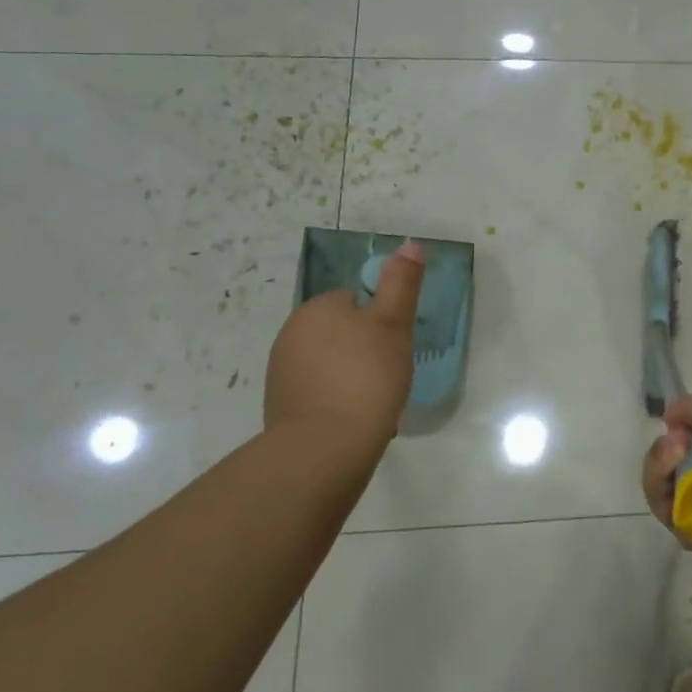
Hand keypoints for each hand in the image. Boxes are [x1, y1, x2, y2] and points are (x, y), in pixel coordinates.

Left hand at [264, 240, 423, 450]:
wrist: (325, 447)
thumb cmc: (366, 377)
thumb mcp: (393, 323)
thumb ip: (401, 282)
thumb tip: (409, 244)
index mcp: (317, 308)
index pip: (356, 301)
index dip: (381, 322)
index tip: (395, 346)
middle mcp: (292, 333)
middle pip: (343, 332)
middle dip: (366, 350)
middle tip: (390, 373)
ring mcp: (282, 371)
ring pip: (332, 364)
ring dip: (354, 377)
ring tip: (377, 402)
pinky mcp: (281, 406)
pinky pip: (320, 392)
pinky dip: (339, 401)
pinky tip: (356, 419)